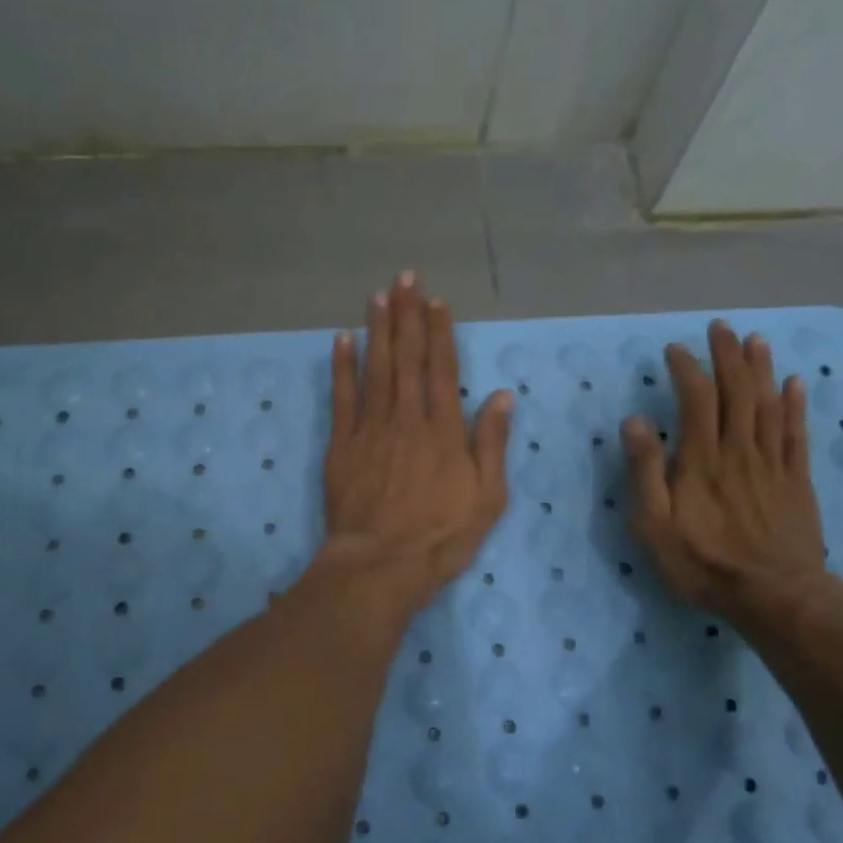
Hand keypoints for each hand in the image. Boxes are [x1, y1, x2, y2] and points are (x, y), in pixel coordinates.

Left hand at [319, 272, 512, 609]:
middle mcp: (407, 418)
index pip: (442, 369)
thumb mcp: (487, 498)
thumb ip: (491, 443)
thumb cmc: (441, 537)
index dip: (439, 332)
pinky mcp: (342, 445)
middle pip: (407, 358)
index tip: (436, 302)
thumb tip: (500, 396)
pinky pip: (342, 398)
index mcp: (444, 430)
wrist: (380, 564)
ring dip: (377, 329)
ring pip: (375, 368)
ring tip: (378, 295)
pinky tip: (341, 339)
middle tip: (405, 278)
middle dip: (407, 315)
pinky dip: (341, 367)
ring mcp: (371, 429)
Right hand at [622, 322, 829, 640]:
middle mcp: (739, 451)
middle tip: (721, 327)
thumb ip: (645, 471)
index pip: (696, 399)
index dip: (687, 369)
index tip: (675, 349)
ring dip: (761, 369)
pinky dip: (796, 405)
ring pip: (769, 404)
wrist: (776, 598)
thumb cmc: (704, 563)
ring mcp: (772, 464)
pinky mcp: (797, 481)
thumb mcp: (655, 525)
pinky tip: (795, 384)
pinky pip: (796, 434)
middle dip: (727, 356)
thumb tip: (636, 421)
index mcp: (702, 459)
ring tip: (756, 340)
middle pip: (737, 392)